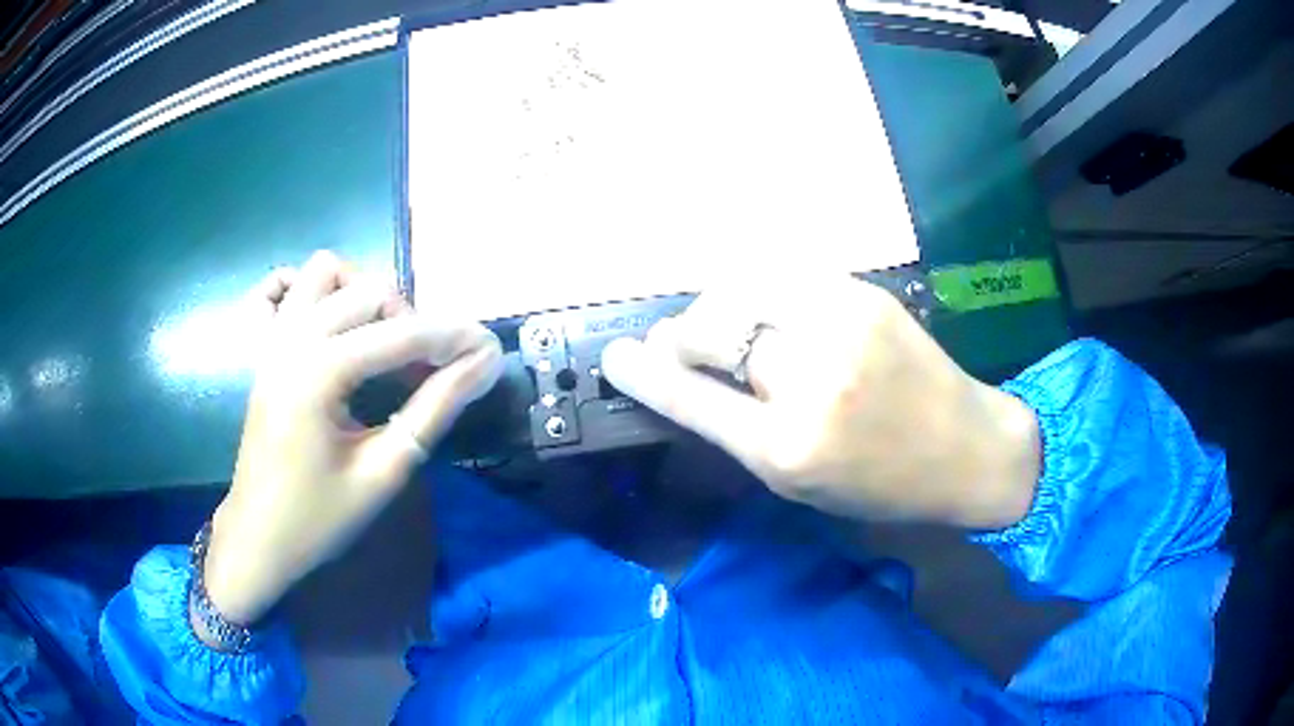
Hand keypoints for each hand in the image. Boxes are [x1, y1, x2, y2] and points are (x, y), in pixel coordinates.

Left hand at [203, 251, 502, 623]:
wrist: (260, 538)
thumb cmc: (319, 517)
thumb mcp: (384, 471)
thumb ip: (433, 409)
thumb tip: (482, 366)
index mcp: (318, 373)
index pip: (400, 334)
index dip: (453, 337)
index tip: (491, 350)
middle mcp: (292, 339)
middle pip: (369, 291)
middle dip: (412, 322)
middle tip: (432, 372)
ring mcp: (272, 338)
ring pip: (325, 272)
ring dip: (363, 294)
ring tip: (380, 341)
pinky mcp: (261, 349)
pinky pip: (280, 289)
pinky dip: (307, 290)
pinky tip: (328, 322)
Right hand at [600, 273, 1039, 528]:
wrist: (967, 449)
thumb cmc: (881, 485)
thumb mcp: (799, 484)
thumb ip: (739, 433)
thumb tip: (687, 380)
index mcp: (788, 448)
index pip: (692, 398)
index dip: (645, 374)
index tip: (616, 357)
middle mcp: (811, 382)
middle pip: (712, 332)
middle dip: (685, 339)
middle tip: (682, 346)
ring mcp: (842, 327)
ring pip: (743, 291)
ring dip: (720, 309)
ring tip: (726, 327)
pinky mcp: (864, 295)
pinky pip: (786, 278)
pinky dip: (762, 294)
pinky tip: (769, 312)